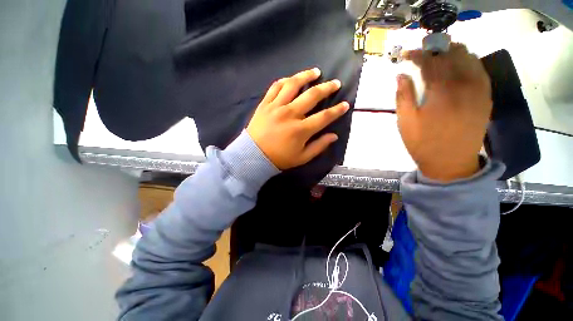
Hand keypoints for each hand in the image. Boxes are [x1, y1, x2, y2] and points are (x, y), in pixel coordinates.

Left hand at [247, 68, 349, 169]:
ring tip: (316, 72)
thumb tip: (334, 136)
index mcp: (301, 130)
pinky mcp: (265, 104)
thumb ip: (319, 146)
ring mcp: (276, 107)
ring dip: (306, 76)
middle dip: (327, 88)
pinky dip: (285, 80)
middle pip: (312, 95)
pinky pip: (275, 87)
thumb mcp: (302, 158)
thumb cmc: (279, 159)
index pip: (324, 116)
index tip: (345, 104)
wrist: (253, 156)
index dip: (337, 110)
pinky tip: (292, 79)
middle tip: (335, 83)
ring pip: (293, 85)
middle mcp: (290, 114)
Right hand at [396, 43, 491, 181]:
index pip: (430, 62)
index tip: (407, 54)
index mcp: (442, 92)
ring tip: (439, 57)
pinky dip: (468, 63)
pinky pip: (480, 71)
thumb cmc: (423, 143)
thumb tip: (401, 75)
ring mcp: (479, 90)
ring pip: (470, 59)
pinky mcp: (486, 97)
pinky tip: (458, 68)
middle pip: (453, 54)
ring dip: (453, 53)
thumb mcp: (405, 122)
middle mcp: (465, 85)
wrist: (451, 163)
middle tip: (423, 54)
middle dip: (436, 49)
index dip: (417, 55)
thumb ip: (403, 96)